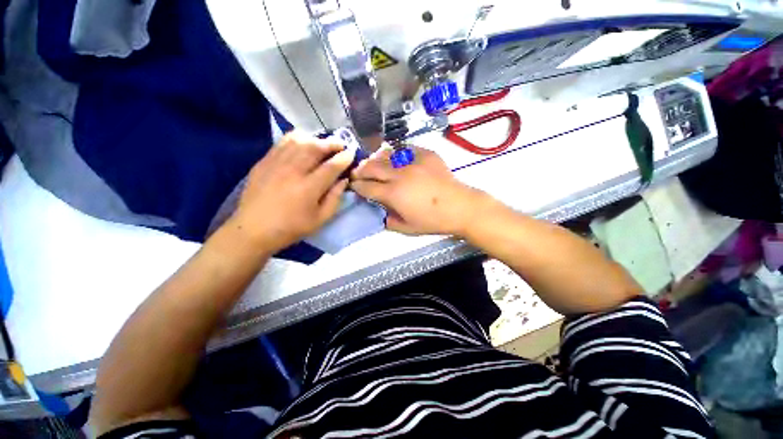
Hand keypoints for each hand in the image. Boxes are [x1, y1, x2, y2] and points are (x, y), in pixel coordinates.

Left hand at [229, 132, 352, 251]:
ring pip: (299, 141)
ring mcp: (276, 163)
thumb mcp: (320, 219)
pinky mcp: (264, 161)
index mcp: (308, 188)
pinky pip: (283, 142)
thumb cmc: (291, 228)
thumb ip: (335, 198)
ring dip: (316, 140)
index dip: (344, 158)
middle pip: (315, 148)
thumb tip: (343, 180)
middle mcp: (292, 171)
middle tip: (341, 146)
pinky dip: (297, 139)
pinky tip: (303, 143)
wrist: (253, 230)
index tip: (352, 153)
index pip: (331, 167)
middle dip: (332, 144)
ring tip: (323, 145)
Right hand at [350, 146, 485, 235]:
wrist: (460, 207)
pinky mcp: (425, 154)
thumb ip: (388, 221)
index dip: (357, 186)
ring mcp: (413, 161)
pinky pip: (405, 149)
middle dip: (360, 169)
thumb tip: (378, 213)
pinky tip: (395, 157)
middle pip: (372, 167)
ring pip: (386, 155)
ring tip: (373, 162)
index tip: (353, 185)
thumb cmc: (433, 221)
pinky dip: (396, 153)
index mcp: (393, 194)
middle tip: (357, 172)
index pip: (367, 187)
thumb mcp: (407, 228)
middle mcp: (399, 175)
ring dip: (375, 159)